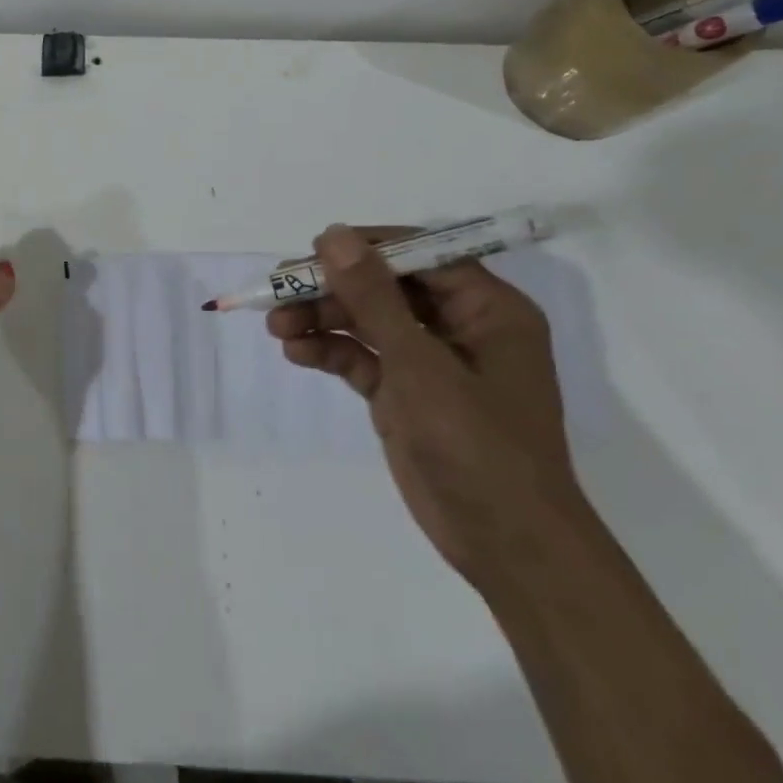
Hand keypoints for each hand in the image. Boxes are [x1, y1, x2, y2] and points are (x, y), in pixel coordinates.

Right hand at [265, 225, 589, 586]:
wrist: (505, 546)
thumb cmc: (477, 444)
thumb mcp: (419, 363)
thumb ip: (373, 297)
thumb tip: (334, 236)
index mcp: (487, 309)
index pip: (421, 254)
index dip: (367, 248)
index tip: (314, 251)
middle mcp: (460, 327)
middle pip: (386, 288)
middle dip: (332, 290)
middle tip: (279, 289)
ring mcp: (431, 363)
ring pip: (368, 322)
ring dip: (323, 321)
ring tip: (276, 326)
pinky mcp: (406, 394)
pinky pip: (363, 358)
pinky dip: (330, 352)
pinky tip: (296, 353)